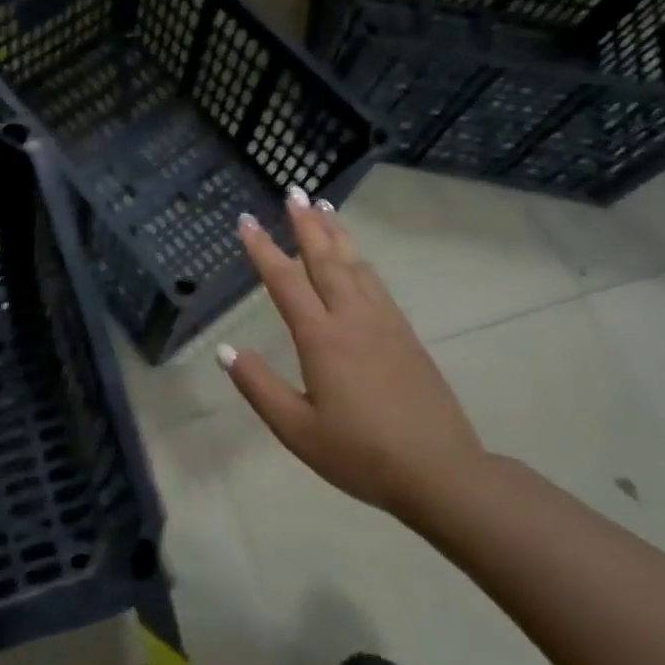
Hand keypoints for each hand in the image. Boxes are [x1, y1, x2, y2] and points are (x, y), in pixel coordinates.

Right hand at [219, 189, 485, 520]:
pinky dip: (359, 260)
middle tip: (294, 192)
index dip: (262, 249)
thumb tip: (224, 350)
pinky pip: (376, 284)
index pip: (285, 282)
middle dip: (306, 224)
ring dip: (336, 234)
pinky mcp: (405, 335)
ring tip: (324, 208)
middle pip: (325, 260)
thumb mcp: (296, 429)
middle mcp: (353, 319)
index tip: (246, 221)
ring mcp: (384, 324)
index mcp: (322, 339)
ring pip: (355, 266)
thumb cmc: (360, 454)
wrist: (440, 472)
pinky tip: (356, 258)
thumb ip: (258, 386)